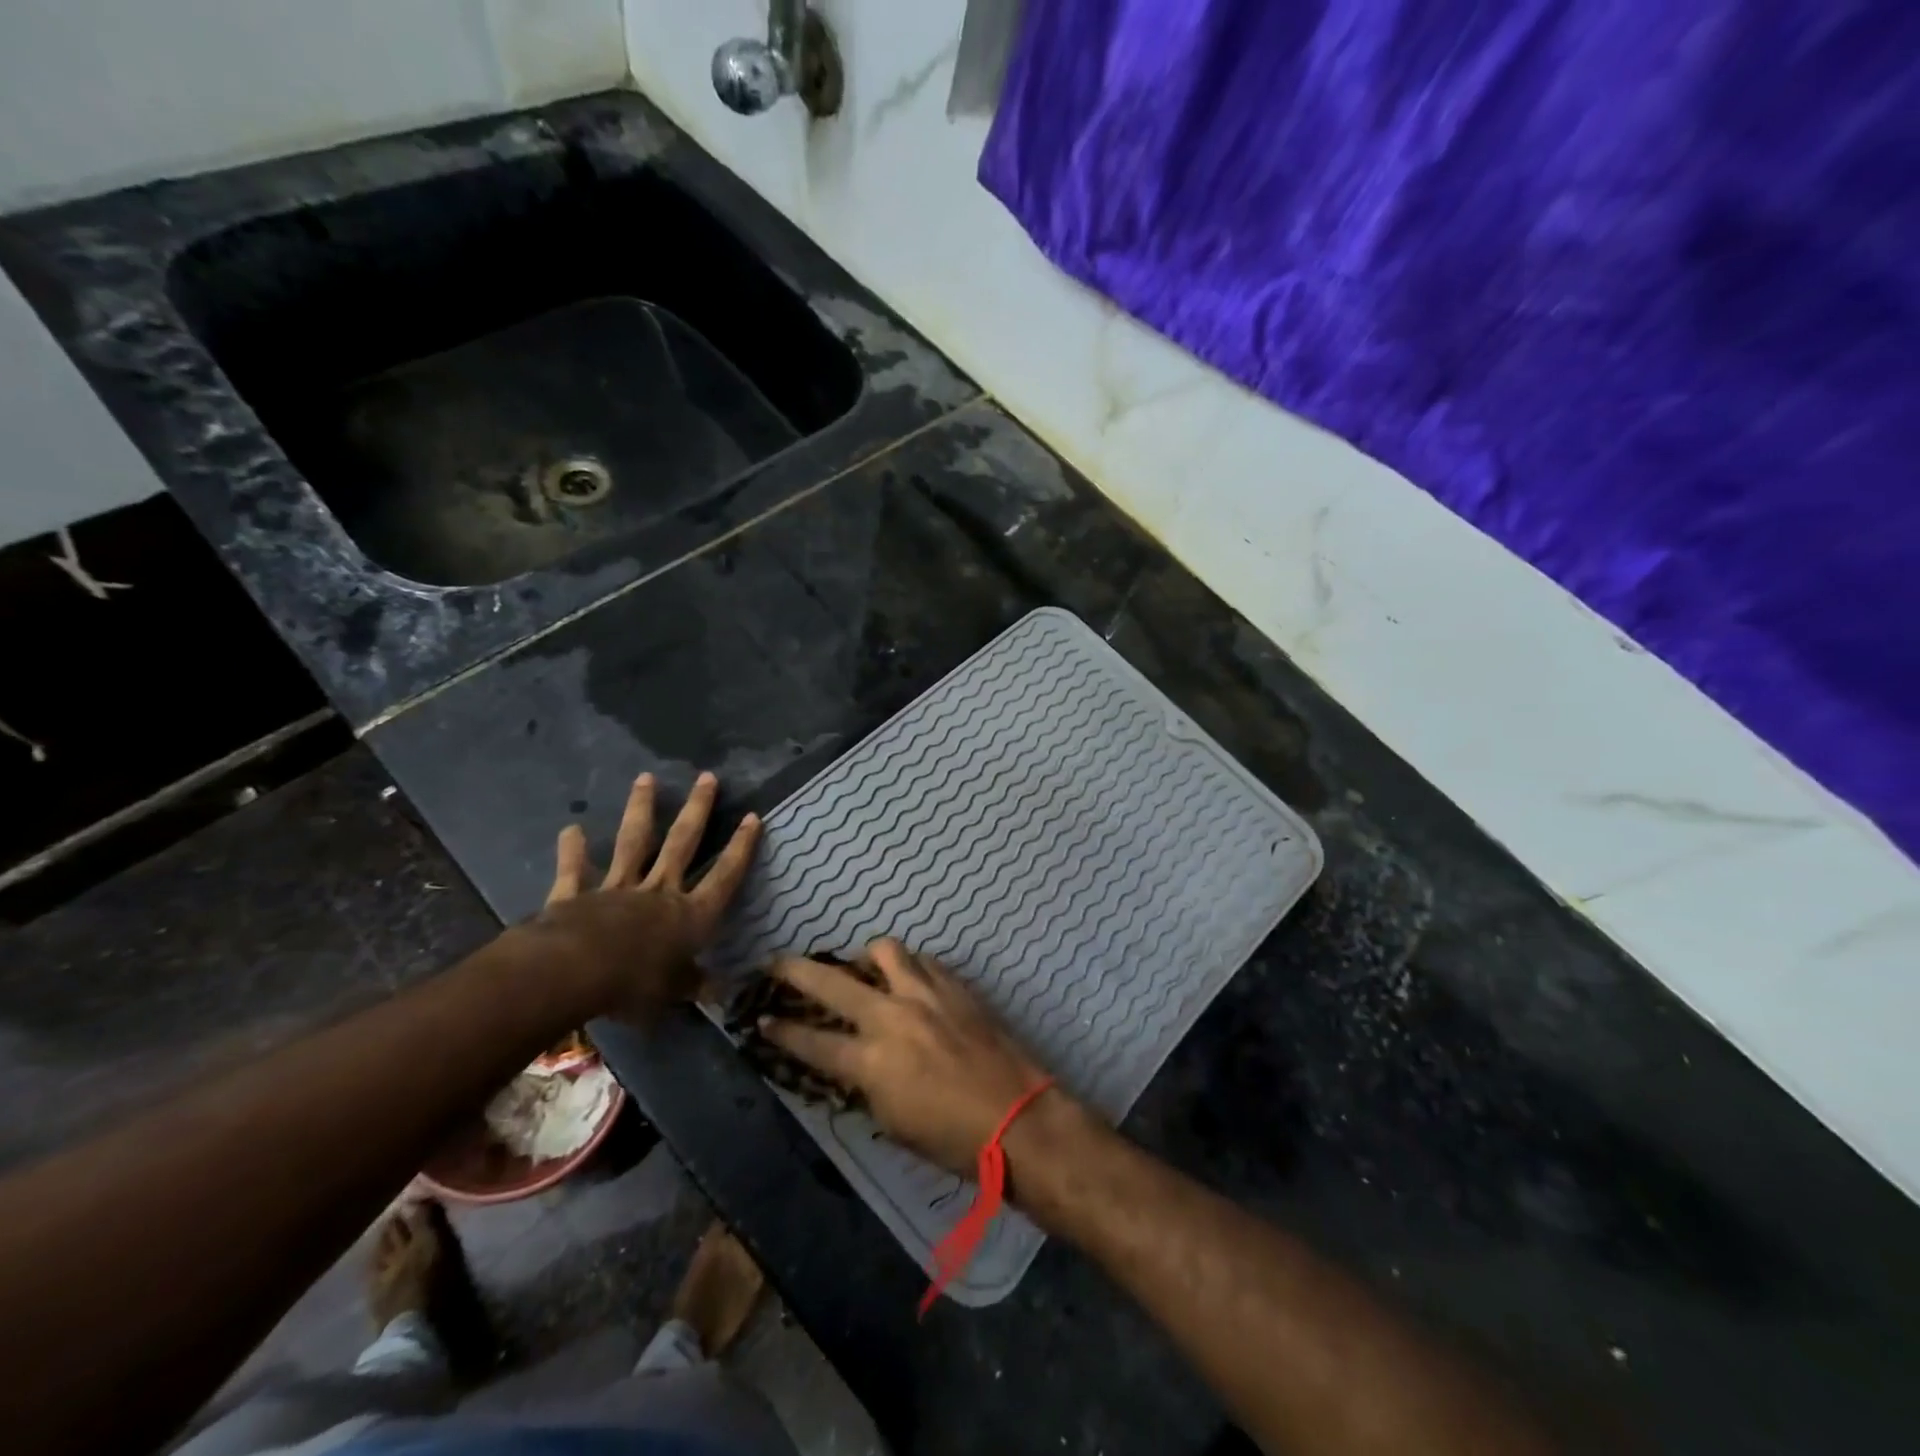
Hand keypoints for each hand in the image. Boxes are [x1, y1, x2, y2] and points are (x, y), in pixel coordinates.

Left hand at [535, 771, 760, 1022]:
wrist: (574, 972)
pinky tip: (570, 828)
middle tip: (707, 777)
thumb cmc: (634, 984)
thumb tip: (720, 991)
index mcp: (690, 915)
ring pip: (634, 843)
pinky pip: (575, 870)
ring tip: (646, 777)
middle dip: (697, 810)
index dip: (741, 848)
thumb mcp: (672, 994)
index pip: (724, 876)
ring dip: (641, 809)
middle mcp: (659, 892)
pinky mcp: (577, 895)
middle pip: (683, 844)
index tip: (753, 817)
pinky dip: (573, 850)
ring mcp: (617, 889)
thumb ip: (693, 986)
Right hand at [760, 940, 1054, 1175]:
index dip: (781, 1031)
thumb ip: (865, 1086)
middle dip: (795, 970)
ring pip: (883, 950)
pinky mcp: (955, 985)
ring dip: (864, 957)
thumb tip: (852, 1064)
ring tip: (861, 968)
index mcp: (871, 1062)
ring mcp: (925, 994)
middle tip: (776, 963)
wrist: (1017, 1118)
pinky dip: (907, 966)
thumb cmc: (952, 1140)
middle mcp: (892, 1017)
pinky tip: (909, 980)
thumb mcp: (893, 1124)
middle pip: (832, 982)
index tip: (761, 1019)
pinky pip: (922, 961)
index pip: (812, 1042)